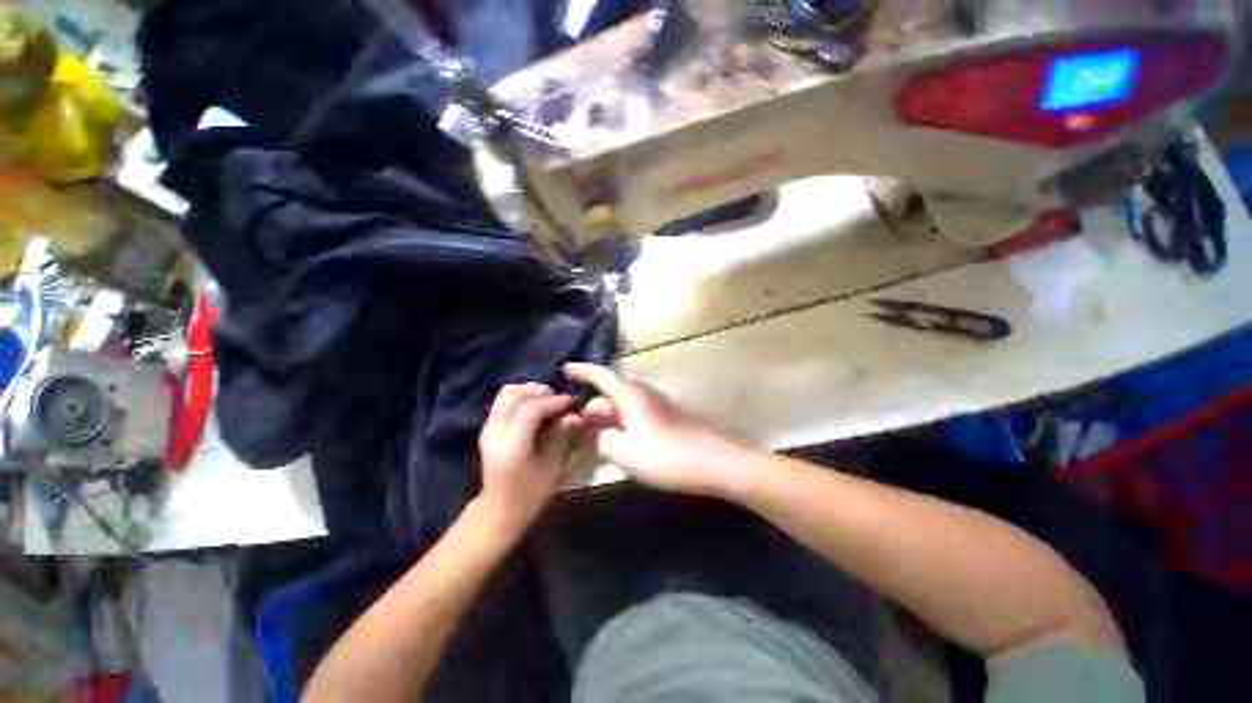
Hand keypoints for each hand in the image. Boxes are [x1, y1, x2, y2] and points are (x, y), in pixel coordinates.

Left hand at [477, 384, 582, 533]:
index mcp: (511, 444)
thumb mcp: (551, 468)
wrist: (498, 512)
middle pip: (513, 394)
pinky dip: (521, 398)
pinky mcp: (488, 428)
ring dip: (528, 392)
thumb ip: (562, 437)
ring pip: (506, 394)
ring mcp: (488, 428)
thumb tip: (575, 416)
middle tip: (558, 401)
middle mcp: (495, 431)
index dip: (553, 401)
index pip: (531, 409)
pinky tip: (536, 410)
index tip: (572, 402)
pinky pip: (503, 402)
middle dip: (539, 391)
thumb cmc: (529, 495)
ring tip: (547, 402)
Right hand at [564, 363, 753, 496]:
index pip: (602, 374)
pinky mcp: (666, 419)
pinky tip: (618, 439)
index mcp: (631, 395)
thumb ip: (605, 441)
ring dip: (607, 413)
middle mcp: (643, 394)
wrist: (713, 463)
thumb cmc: (666, 455)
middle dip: (592, 400)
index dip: (583, 370)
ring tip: (592, 430)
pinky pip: (635, 414)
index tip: (565, 369)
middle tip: (575, 416)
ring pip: (624, 403)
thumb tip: (604, 435)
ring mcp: (657, 406)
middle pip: (612, 389)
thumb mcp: (625, 452)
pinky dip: (621, 422)